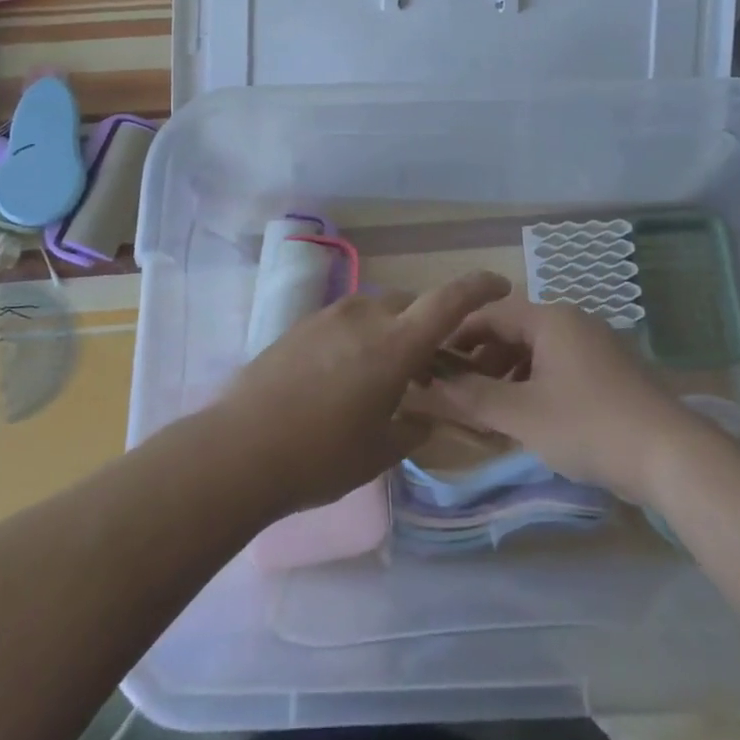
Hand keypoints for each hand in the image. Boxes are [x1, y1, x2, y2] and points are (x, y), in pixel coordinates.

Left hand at [209, 271, 511, 515]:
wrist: (238, 449)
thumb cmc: (320, 456)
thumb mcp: (379, 453)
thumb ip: (412, 429)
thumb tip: (422, 418)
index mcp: (394, 344)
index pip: (448, 302)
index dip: (479, 287)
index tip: (501, 284)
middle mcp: (365, 317)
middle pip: (410, 306)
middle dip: (427, 327)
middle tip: (428, 365)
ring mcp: (328, 317)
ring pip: (376, 312)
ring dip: (391, 332)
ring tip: (382, 374)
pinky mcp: (300, 326)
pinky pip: (345, 322)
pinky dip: (359, 338)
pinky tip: (342, 376)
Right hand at [415, 295, 694, 504]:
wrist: (671, 456)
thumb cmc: (588, 425)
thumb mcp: (521, 414)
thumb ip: (472, 397)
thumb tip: (429, 384)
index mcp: (550, 318)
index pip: (489, 315)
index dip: (456, 337)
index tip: (430, 363)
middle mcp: (572, 321)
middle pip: (513, 332)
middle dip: (481, 362)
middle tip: (458, 396)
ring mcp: (595, 346)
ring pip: (535, 353)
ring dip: (506, 378)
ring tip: (488, 414)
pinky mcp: (609, 372)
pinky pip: (558, 368)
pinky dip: (534, 387)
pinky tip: (526, 420)